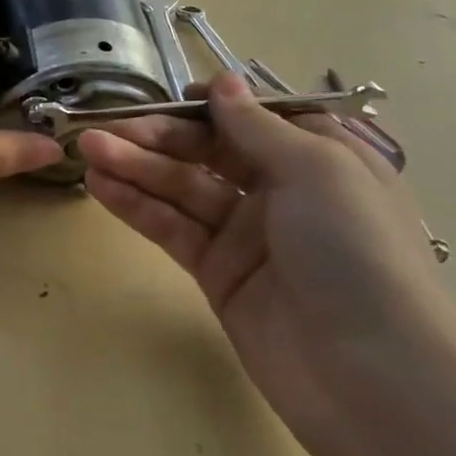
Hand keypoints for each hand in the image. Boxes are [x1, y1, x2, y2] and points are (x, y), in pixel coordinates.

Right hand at [76, 74, 455, 434]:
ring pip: (182, 188)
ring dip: (136, 166)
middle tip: (104, 128)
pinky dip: (137, 206)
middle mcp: (282, 190)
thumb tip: (223, 82)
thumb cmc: (354, 249)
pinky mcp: (217, 273)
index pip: (255, 118)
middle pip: (209, 150)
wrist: (368, 373)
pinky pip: (173, 229)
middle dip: (158, 136)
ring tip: (87, 149)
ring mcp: (246, 234)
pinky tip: (101, 186)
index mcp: (319, 158)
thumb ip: (257, 126)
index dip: (213, 105)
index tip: (171, 97)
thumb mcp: (315, 169)